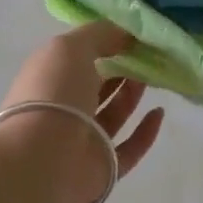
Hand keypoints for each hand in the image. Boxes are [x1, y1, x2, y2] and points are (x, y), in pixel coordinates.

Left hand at [0, 22, 164, 202]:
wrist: (43, 160)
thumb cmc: (52, 95)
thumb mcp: (71, 48)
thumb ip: (100, 35)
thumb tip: (126, 33)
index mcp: (48, 80)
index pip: (75, 59)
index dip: (102, 45)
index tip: (131, 36)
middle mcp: (62, 110)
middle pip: (95, 86)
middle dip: (119, 69)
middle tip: (147, 55)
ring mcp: (82, 141)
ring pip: (112, 115)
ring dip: (132, 95)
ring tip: (153, 76)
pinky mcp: (102, 168)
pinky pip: (129, 149)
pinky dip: (146, 132)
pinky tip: (159, 112)